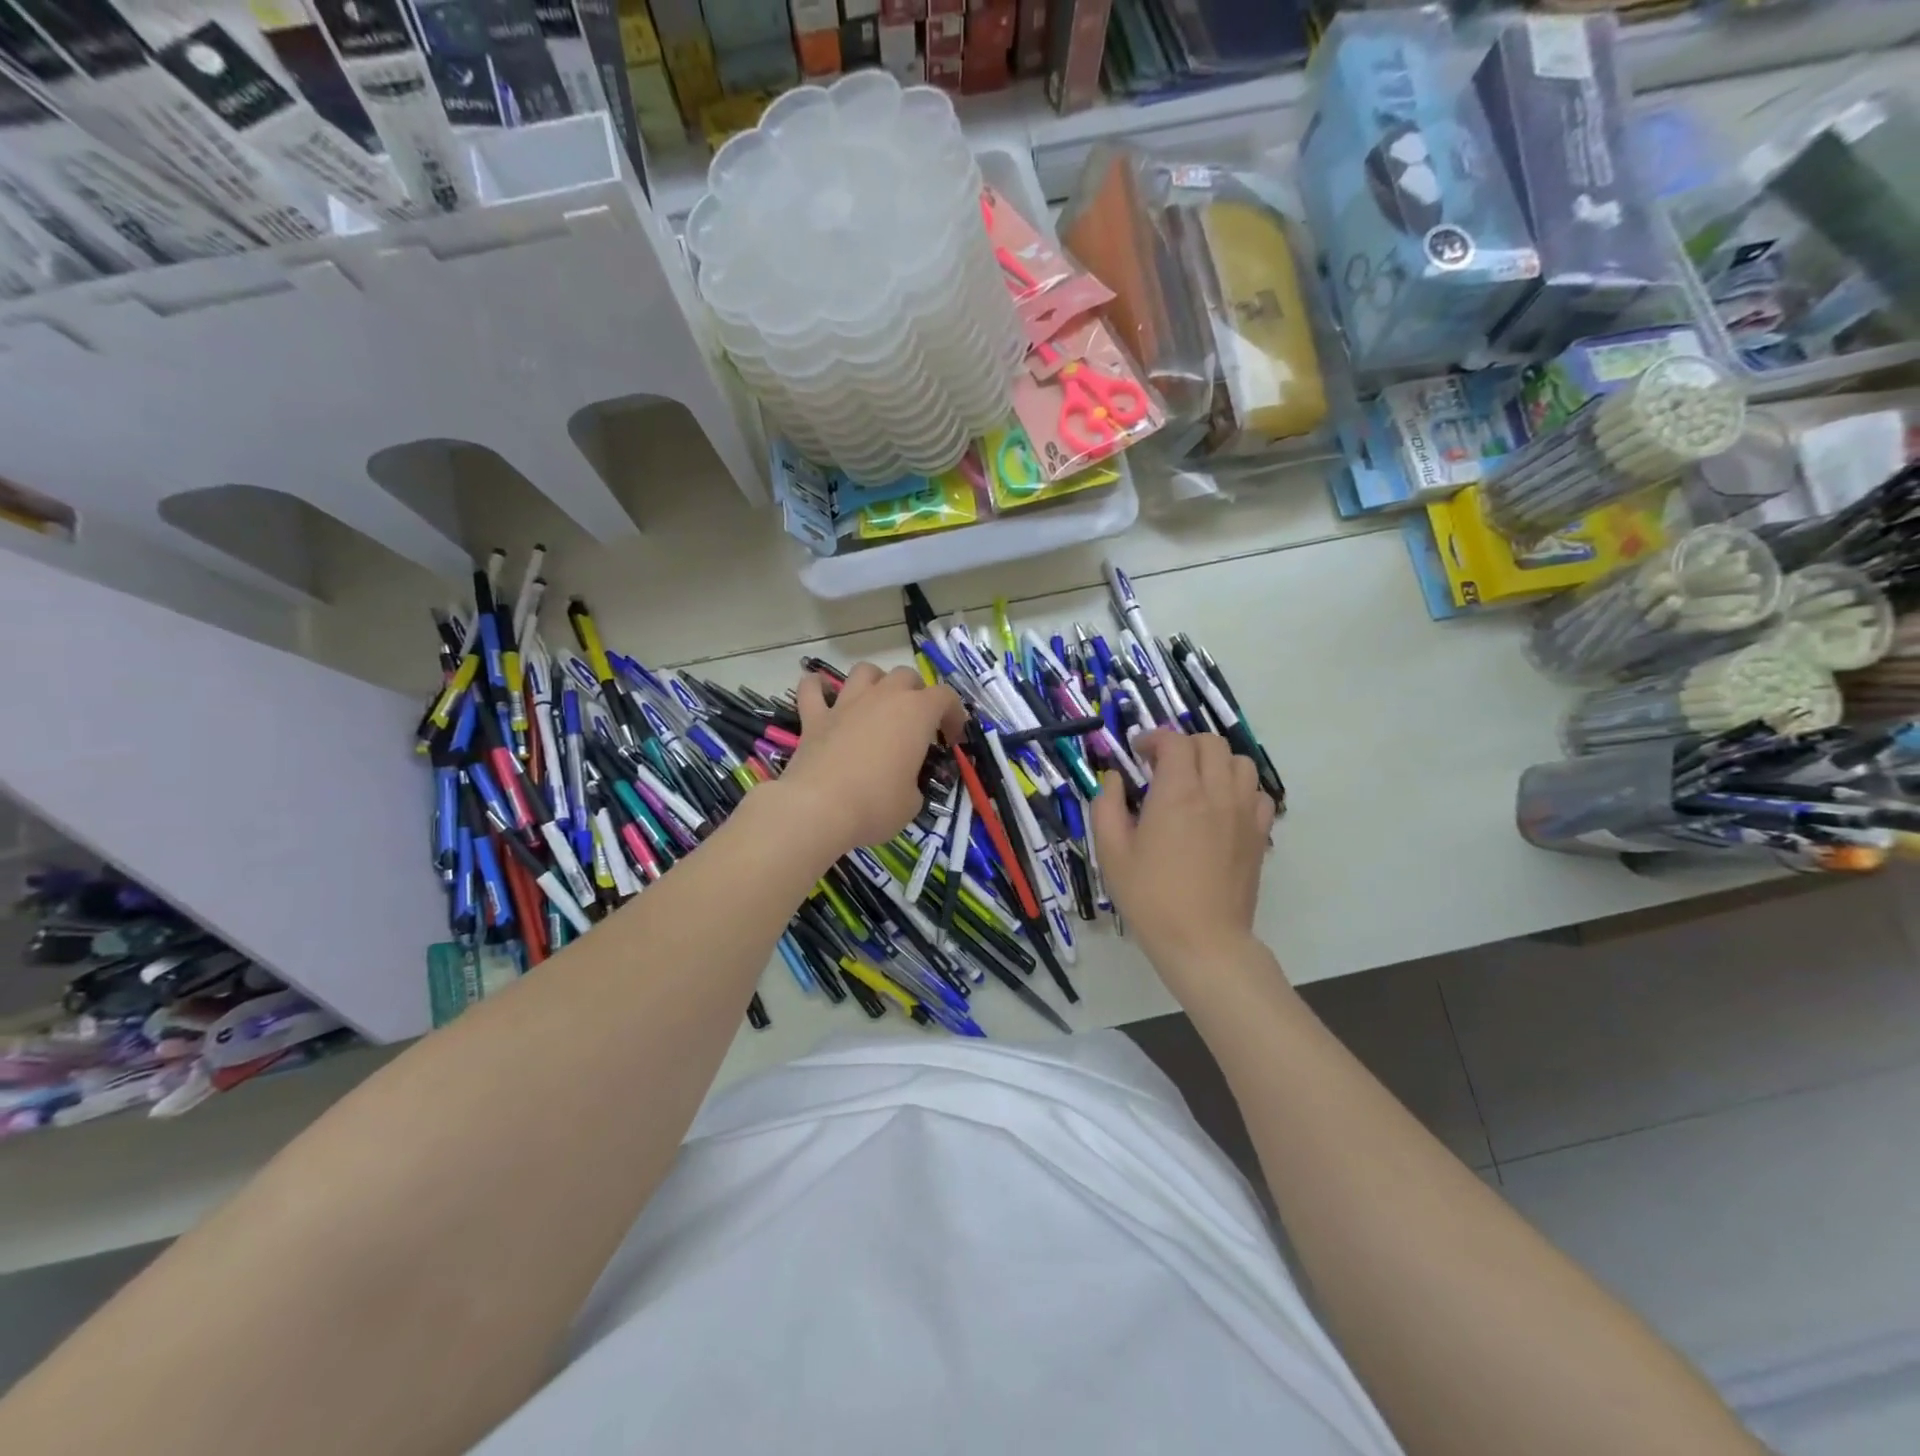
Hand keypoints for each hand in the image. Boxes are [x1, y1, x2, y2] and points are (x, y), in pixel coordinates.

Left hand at [780, 663, 965, 855]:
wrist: (819, 808)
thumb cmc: (877, 805)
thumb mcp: (913, 801)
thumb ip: (914, 781)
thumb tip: (904, 782)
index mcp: (916, 713)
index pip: (945, 697)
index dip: (953, 715)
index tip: (951, 739)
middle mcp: (882, 697)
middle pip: (906, 675)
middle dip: (916, 693)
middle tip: (916, 723)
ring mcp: (846, 704)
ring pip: (864, 671)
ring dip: (875, 681)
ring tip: (876, 702)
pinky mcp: (814, 718)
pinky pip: (812, 689)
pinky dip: (817, 687)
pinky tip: (821, 693)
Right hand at [1091, 729, 1275, 985]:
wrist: (1203, 940)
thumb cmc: (1150, 897)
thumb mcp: (1111, 852)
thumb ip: (1106, 806)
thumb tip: (1114, 779)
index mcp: (1178, 793)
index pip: (1174, 742)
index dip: (1154, 739)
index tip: (1138, 753)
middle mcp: (1216, 793)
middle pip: (1210, 743)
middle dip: (1184, 745)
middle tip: (1162, 766)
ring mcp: (1243, 813)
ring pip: (1240, 762)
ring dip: (1215, 762)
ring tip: (1195, 782)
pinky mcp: (1259, 834)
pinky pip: (1258, 793)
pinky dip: (1240, 788)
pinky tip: (1221, 807)